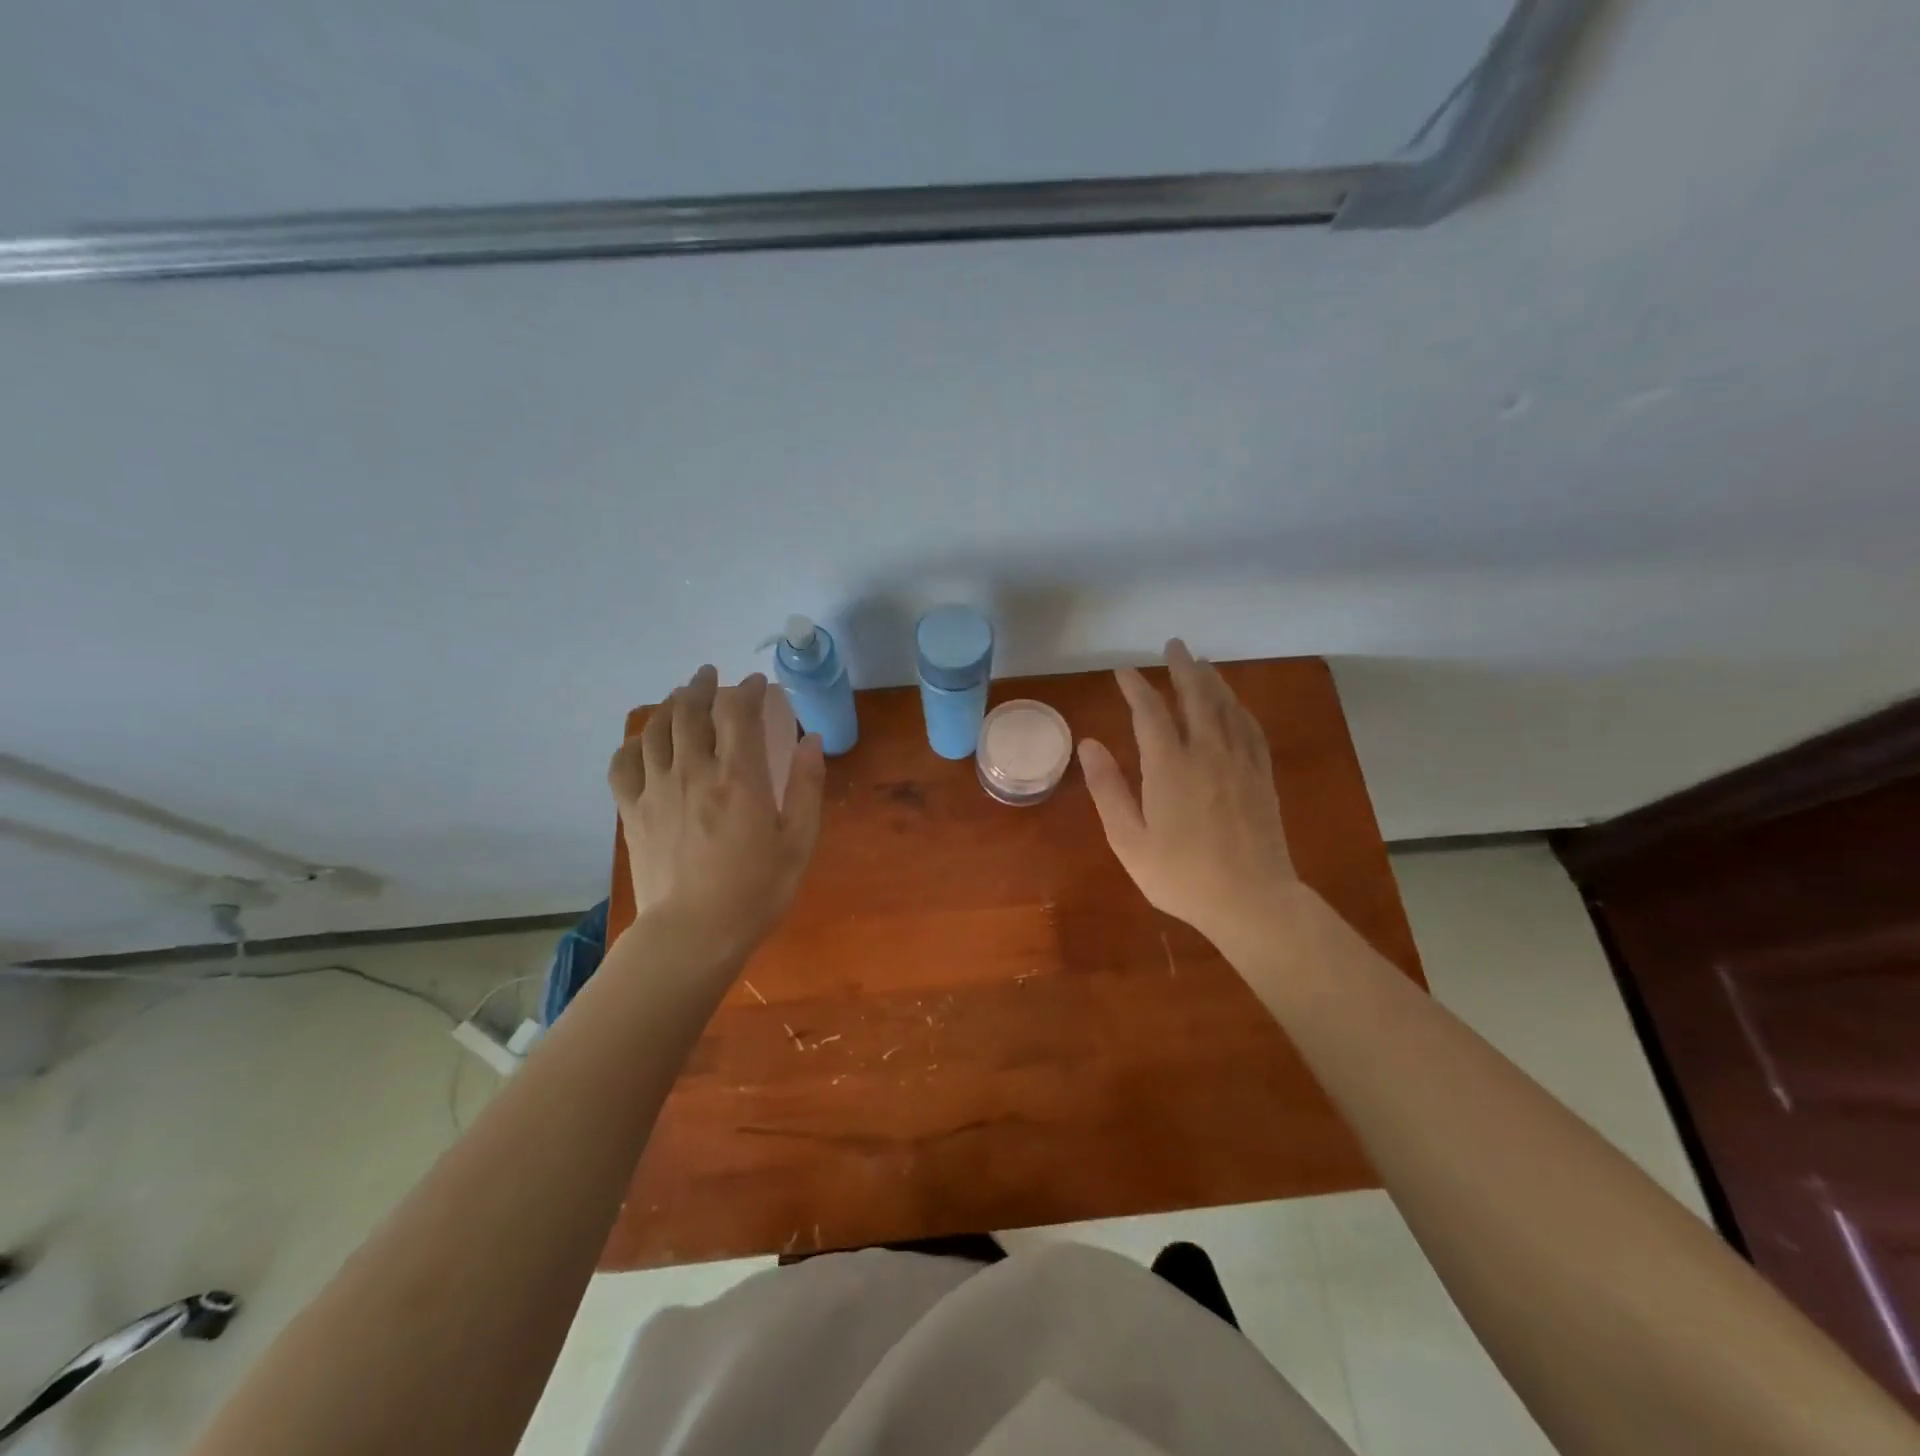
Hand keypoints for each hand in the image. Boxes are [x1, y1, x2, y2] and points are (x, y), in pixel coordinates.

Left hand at [607, 666, 824, 965]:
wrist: (693, 934)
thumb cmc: (756, 890)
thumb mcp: (799, 841)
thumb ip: (807, 787)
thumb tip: (811, 741)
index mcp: (740, 777)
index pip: (739, 712)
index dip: (749, 690)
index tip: (759, 685)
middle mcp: (694, 771)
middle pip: (690, 710)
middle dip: (703, 685)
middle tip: (712, 677)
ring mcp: (657, 789)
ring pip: (656, 729)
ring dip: (669, 704)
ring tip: (681, 697)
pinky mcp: (633, 811)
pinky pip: (623, 764)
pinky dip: (634, 744)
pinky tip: (644, 743)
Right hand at [1078, 640, 1300, 953]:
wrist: (1252, 901)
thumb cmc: (1181, 875)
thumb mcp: (1129, 839)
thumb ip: (1108, 788)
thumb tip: (1088, 744)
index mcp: (1170, 766)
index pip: (1150, 712)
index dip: (1136, 688)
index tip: (1123, 672)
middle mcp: (1208, 753)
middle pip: (1196, 697)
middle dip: (1182, 668)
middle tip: (1173, 645)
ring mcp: (1240, 762)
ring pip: (1227, 707)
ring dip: (1212, 680)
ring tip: (1201, 663)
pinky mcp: (1262, 776)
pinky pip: (1251, 729)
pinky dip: (1239, 708)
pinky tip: (1235, 705)